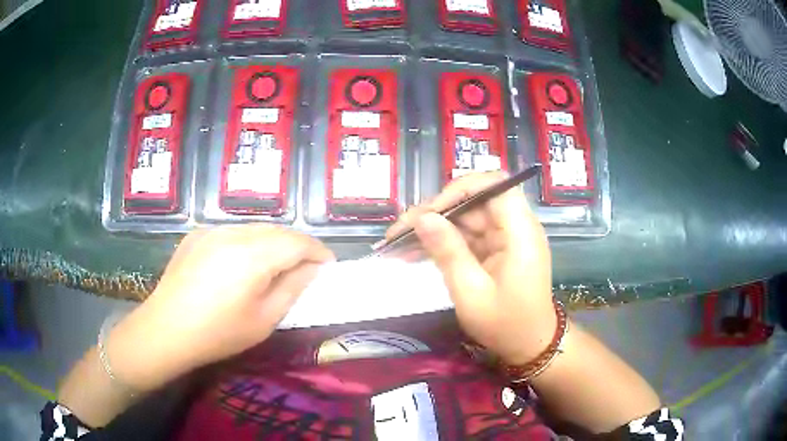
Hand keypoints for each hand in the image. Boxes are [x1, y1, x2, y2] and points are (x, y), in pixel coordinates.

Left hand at [107, 225, 333, 390]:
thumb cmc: (218, 333)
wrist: (165, 330)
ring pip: (254, 228)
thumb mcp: (264, 319)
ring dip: (272, 242)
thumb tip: (311, 269)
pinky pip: (231, 232)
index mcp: (253, 255)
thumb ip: (292, 288)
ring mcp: (211, 230)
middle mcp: (233, 233)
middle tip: (305, 267)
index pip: (297, 241)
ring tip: (276, 265)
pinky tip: (241, 264)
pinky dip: (247, 242)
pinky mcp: (196, 234)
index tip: (328, 265)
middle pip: (277, 230)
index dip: (317, 251)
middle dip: (297, 245)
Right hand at [386, 172, 554, 364]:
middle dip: (435, 212)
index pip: (495, 185)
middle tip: (400, 231)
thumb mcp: (471, 293)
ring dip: (433, 228)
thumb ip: (448, 252)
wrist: (529, 345)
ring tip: (398, 242)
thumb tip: (423, 218)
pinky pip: (467, 236)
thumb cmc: (505, 324)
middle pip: (474, 201)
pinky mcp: (497, 249)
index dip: (461, 189)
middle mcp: (515, 227)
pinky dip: (443, 243)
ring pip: (466, 218)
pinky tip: (415, 251)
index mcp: (520, 232)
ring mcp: (506, 237)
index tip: (430, 211)